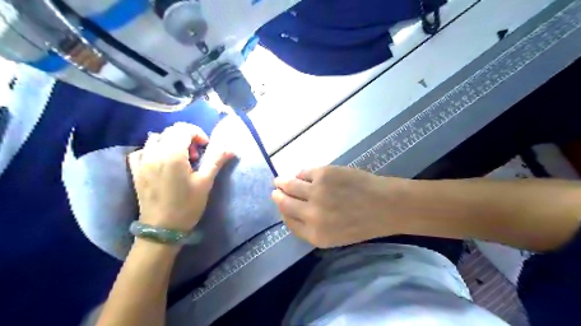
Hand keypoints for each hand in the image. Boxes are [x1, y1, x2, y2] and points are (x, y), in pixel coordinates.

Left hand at [128, 122, 234, 230]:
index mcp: (172, 154)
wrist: (162, 229)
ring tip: (180, 159)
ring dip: (171, 143)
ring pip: (155, 139)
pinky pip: (142, 151)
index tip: (206, 147)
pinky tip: (161, 162)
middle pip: (170, 131)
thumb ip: (216, 161)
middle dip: (186, 138)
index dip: (198, 134)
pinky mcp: (136, 171)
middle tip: (196, 155)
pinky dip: (153, 150)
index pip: (183, 129)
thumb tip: (230, 148)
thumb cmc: (187, 205)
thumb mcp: (205, 182)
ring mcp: (142, 161)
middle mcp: (154, 153)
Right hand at [271, 167, 406, 247]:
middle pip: (284, 203)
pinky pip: (303, 172)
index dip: (282, 212)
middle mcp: (312, 214)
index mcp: (315, 234)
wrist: (386, 205)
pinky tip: (302, 174)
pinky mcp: (323, 174)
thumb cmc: (363, 223)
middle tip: (275, 190)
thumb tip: (292, 210)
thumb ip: (311, 227)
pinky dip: (301, 173)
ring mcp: (316, 192)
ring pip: (289, 185)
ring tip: (281, 180)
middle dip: (277, 196)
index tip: (280, 205)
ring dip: (283, 182)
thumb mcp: (334, 236)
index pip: (288, 221)